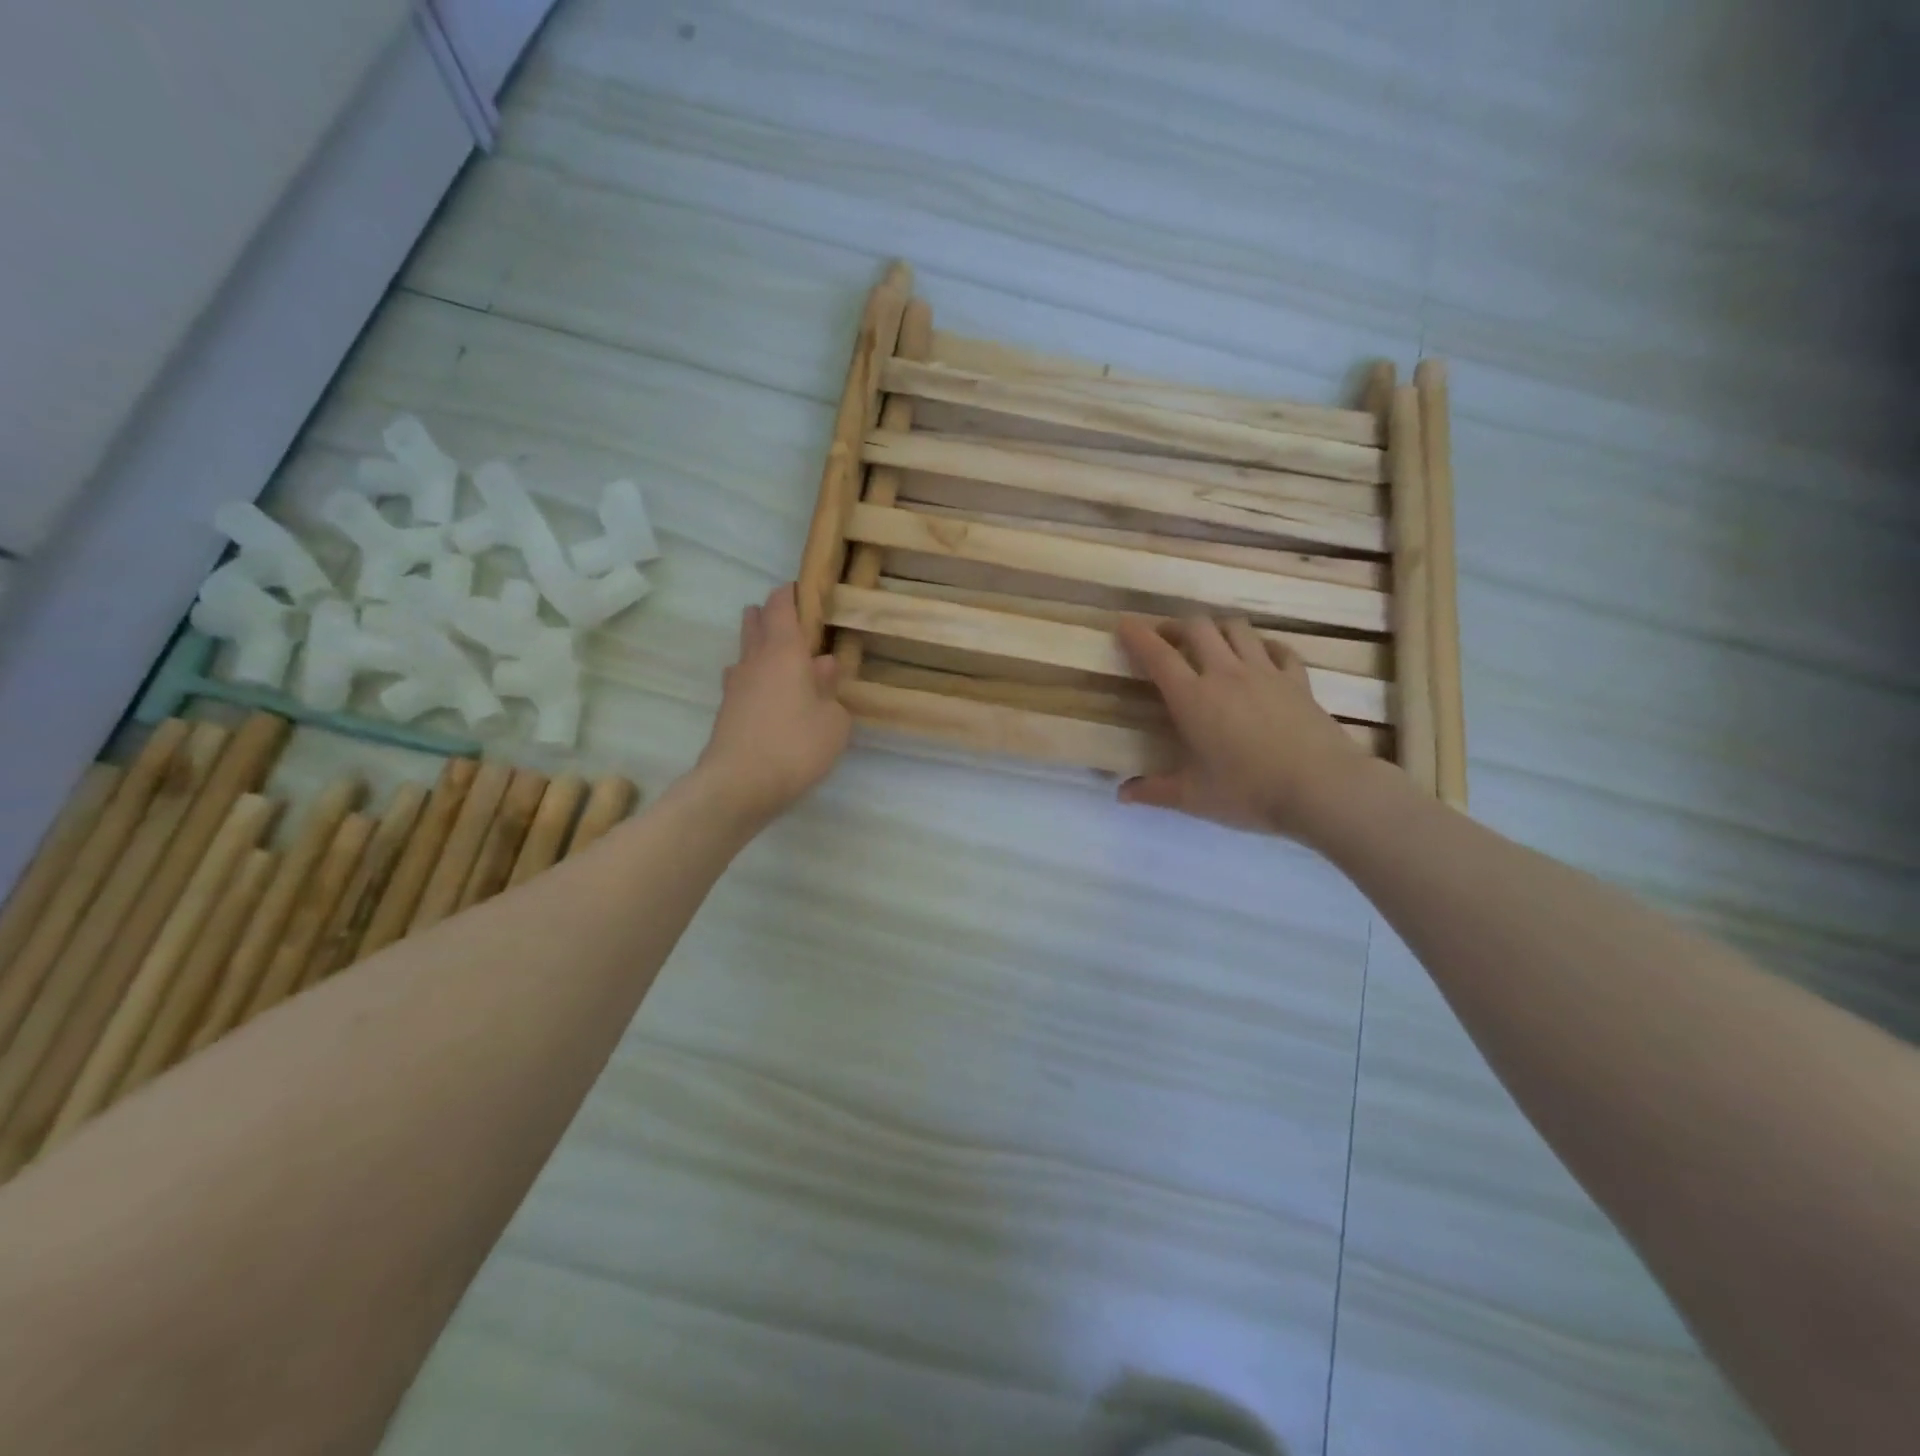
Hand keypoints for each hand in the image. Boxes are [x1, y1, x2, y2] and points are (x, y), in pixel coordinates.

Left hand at [697, 583, 851, 823]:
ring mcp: (735, 684)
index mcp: (784, 650)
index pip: (781, 605)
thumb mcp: (834, 722)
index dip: (792, 593)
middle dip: (772, 615)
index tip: (807, 592)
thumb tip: (824, 666)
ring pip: (746, 650)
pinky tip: (771, 696)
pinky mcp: (726, 710)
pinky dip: (757, 678)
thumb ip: (831, 690)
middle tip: (797, 625)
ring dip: (762, 647)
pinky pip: (743, 680)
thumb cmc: (795, 746)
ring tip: (786, 661)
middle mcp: (755, 659)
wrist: (738, 785)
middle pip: (756, 621)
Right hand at [1116, 615, 1380, 839]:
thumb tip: (1122, 794)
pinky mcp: (1297, 680)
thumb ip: (1154, 791)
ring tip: (1209, 642)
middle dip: (1176, 626)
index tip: (1124, 624)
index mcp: (1193, 698)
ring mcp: (1265, 672)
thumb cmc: (1249, 792)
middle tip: (1166, 639)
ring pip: (1236, 628)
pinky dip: (1263, 646)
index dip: (1137, 635)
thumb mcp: (1193, 797)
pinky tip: (1260, 656)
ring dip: (1217, 628)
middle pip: (1197, 627)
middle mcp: (1226, 674)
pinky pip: (1278, 648)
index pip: (1158, 655)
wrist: (1322, 788)